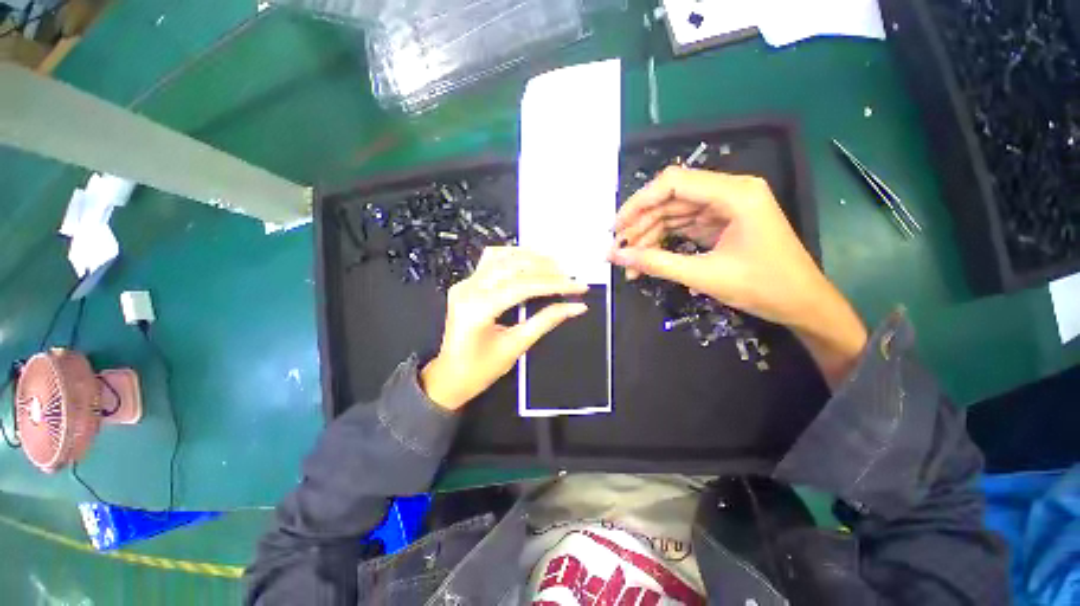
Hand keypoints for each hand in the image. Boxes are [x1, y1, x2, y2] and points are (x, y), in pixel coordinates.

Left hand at [421, 247, 588, 409]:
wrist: (450, 376)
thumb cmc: (480, 370)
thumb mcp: (516, 346)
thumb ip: (546, 321)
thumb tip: (576, 307)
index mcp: (478, 309)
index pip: (524, 286)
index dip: (555, 284)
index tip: (580, 286)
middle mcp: (468, 290)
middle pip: (514, 267)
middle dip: (547, 269)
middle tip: (571, 277)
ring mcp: (465, 283)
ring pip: (502, 257)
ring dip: (532, 258)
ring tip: (556, 266)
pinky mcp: (467, 283)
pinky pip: (492, 260)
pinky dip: (514, 256)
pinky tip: (530, 262)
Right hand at [608, 167, 866, 387]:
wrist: (803, 304)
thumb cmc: (764, 287)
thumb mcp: (704, 276)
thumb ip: (657, 263)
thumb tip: (617, 257)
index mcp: (734, 194)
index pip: (673, 182)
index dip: (638, 202)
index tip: (617, 228)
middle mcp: (729, 192)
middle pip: (670, 199)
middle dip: (640, 225)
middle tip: (618, 250)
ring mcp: (725, 208)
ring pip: (674, 214)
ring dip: (649, 237)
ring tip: (629, 262)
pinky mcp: (721, 223)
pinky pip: (684, 226)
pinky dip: (664, 242)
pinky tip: (647, 259)